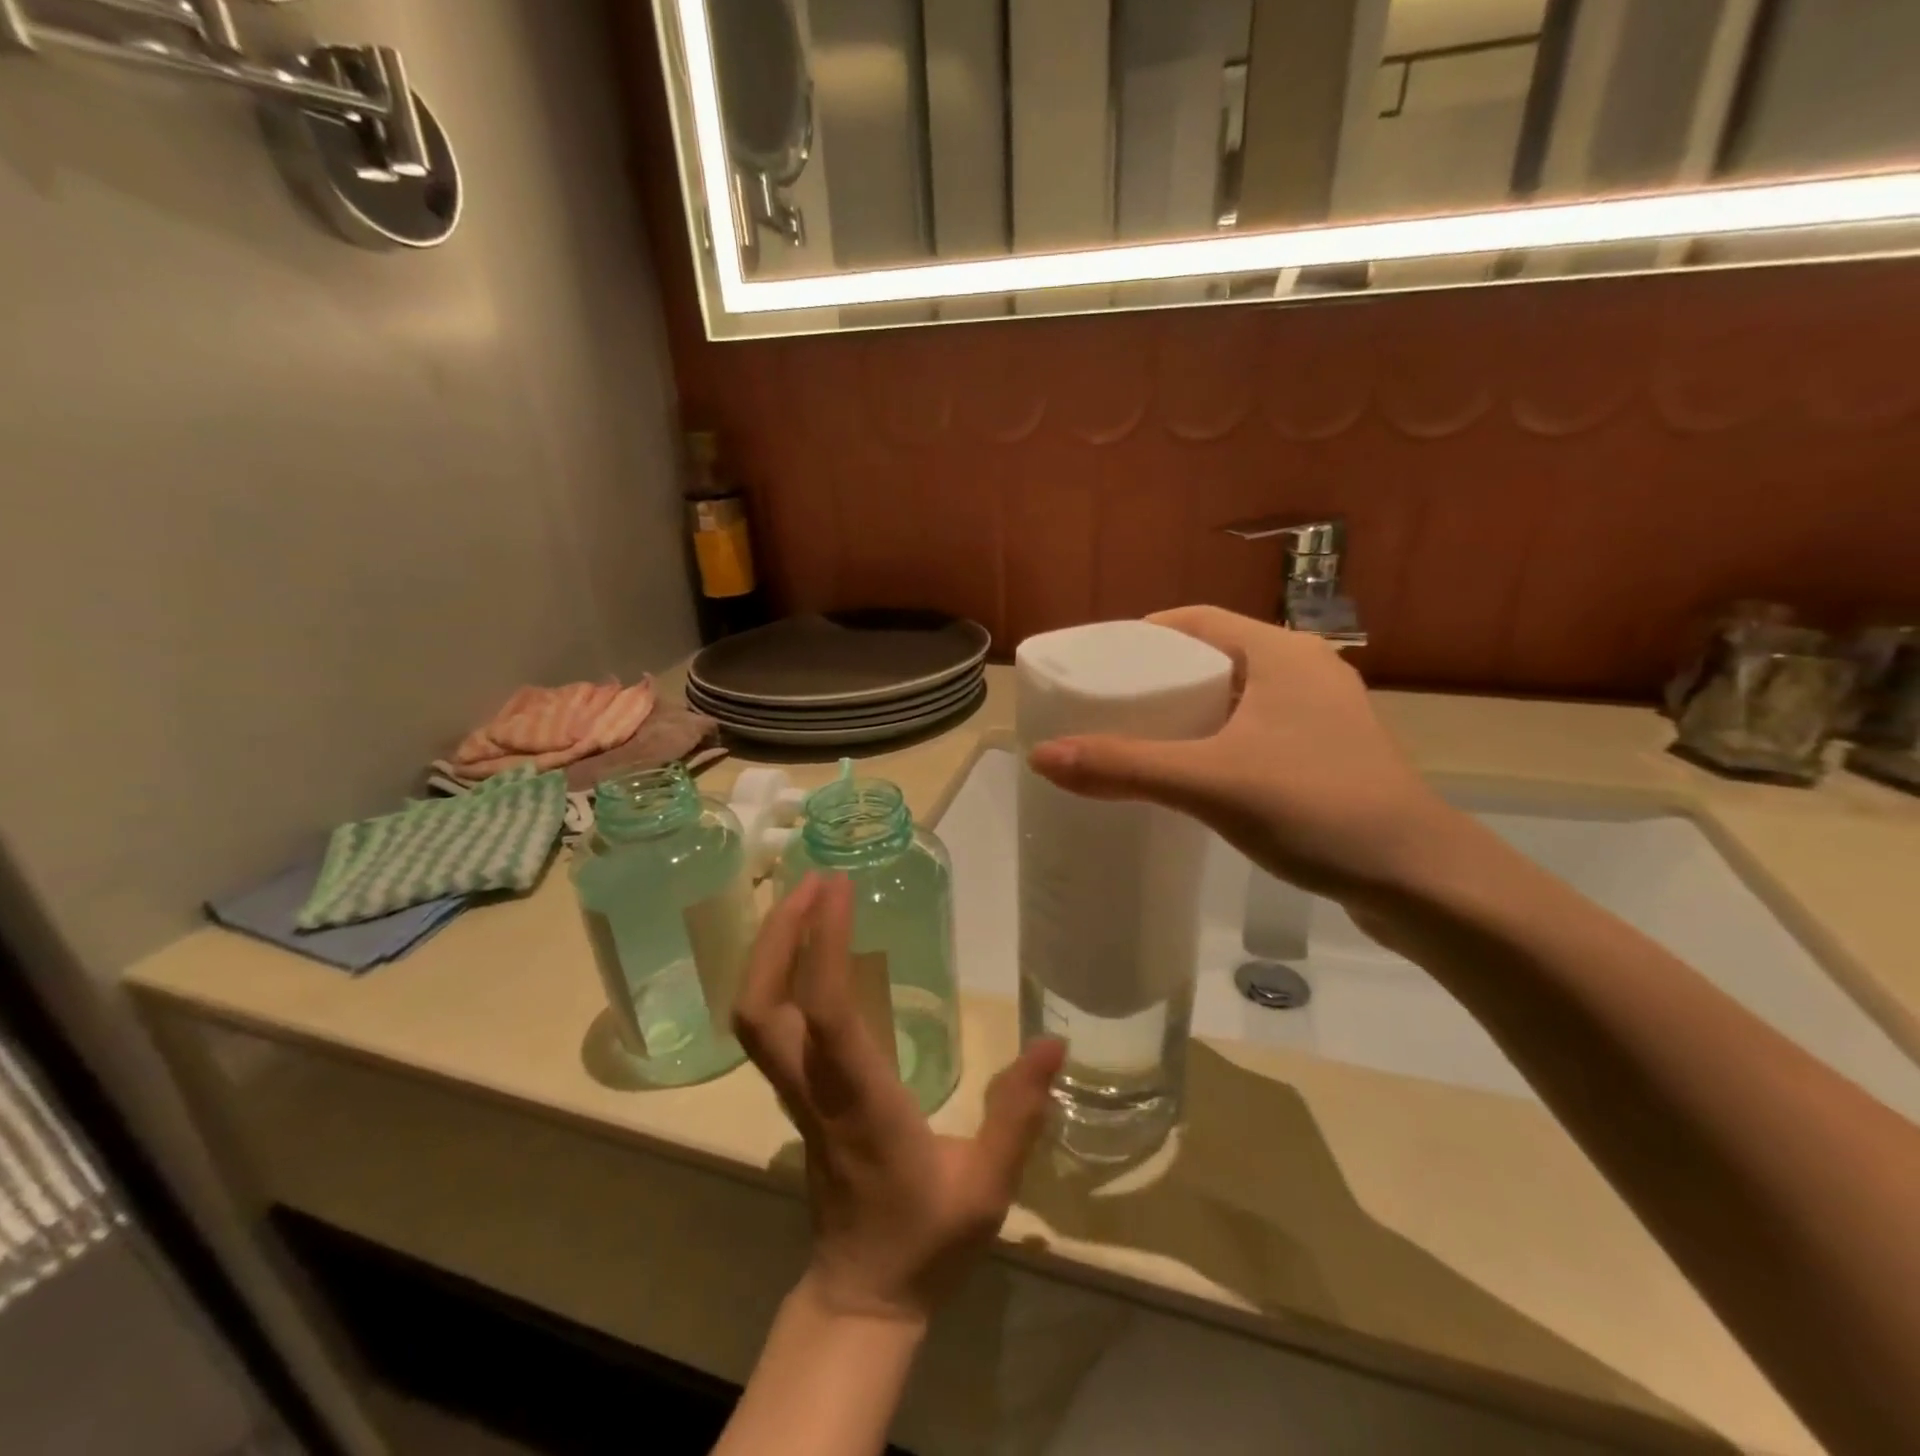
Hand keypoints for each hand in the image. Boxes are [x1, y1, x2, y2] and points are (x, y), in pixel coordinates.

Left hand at [733, 874, 1065, 1325]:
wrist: (862, 1296)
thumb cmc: (925, 1241)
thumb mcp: (988, 1188)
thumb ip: (1018, 1114)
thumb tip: (1054, 1043)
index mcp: (861, 1103)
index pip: (827, 1014)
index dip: (823, 944)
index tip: (838, 888)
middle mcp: (815, 1090)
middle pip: (761, 1008)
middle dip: (778, 935)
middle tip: (812, 880)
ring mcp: (797, 1094)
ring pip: (754, 1017)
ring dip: (771, 950)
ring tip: (806, 899)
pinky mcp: (797, 1096)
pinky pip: (769, 1027)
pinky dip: (777, 976)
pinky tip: (808, 950)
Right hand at [1028, 606, 1462, 909]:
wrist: (1420, 880)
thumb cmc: (1316, 808)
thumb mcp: (1210, 783)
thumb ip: (1125, 767)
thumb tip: (1041, 756)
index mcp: (1282, 653)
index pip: (1197, 620)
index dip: (1143, 635)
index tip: (1099, 663)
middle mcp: (1306, 672)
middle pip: (1215, 657)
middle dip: (1160, 676)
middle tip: (1109, 705)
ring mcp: (1323, 717)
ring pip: (1237, 697)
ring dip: (1190, 711)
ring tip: (1139, 738)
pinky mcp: (1329, 757)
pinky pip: (1256, 731)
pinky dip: (1217, 740)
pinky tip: (1192, 773)